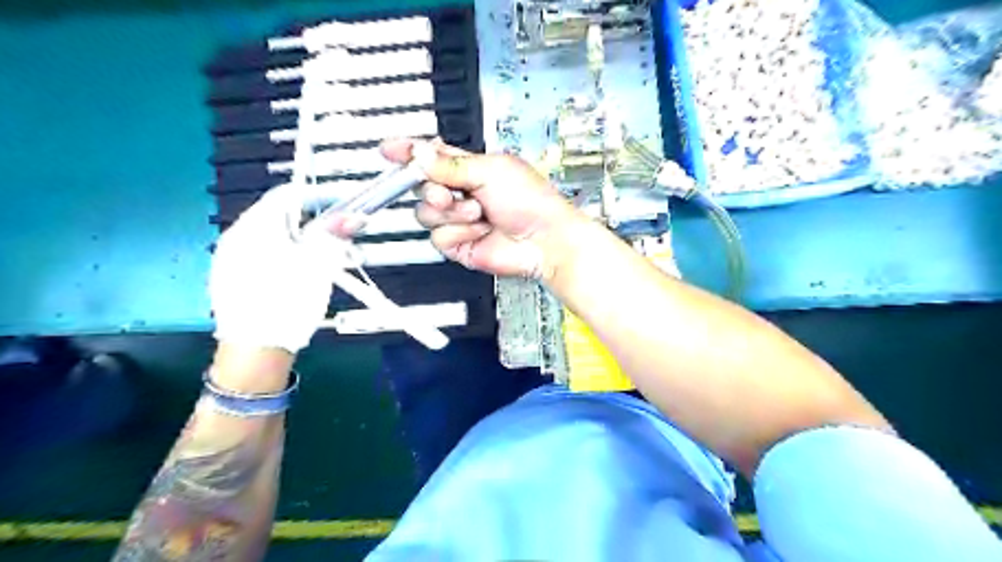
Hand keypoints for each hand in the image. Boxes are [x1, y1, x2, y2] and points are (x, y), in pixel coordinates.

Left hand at [208, 185, 347, 353]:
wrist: (255, 350)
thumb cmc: (288, 301)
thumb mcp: (319, 265)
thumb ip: (335, 235)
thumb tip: (353, 216)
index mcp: (255, 226)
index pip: (287, 194)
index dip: (318, 195)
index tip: (342, 205)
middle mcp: (236, 236)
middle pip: (278, 215)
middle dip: (312, 221)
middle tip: (337, 237)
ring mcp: (229, 259)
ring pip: (271, 237)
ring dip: (300, 240)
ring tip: (322, 259)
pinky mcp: (229, 279)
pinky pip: (261, 255)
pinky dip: (284, 256)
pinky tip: (297, 276)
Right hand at [381, 138, 584, 277]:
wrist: (543, 239)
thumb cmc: (531, 201)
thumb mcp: (490, 171)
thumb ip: (451, 165)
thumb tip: (420, 154)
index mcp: (468, 169)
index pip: (429, 157)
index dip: (407, 153)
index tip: (389, 150)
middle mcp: (460, 193)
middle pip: (420, 187)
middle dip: (432, 189)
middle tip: (450, 192)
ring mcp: (458, 220)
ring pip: (426, 214)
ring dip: (452, 213)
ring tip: (478, 213)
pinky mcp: (458, 244)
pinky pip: (438, 237)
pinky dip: (460, 233)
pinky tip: (480, 231)